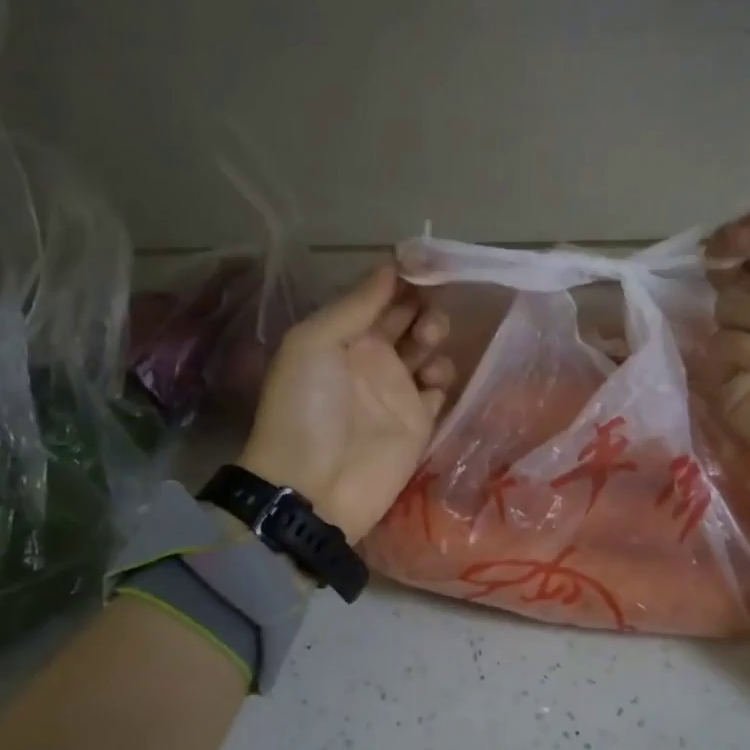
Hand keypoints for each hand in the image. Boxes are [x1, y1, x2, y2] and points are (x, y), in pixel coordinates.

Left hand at [237, 263, 454, 543]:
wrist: (314, 486)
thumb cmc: (306, 408)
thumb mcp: (314, 343)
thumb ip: (355, 305)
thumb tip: (390, 265)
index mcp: (342, 335)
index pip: (377, 295)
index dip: (400, 278)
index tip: (425, 263)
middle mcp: (371, 357)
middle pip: (407, 317)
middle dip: (421, 304)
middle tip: (426, 311)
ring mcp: (396, 389)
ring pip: (427, 348)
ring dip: (434, 336)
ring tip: (427, 344)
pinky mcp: (418, 421)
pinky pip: (439, 388)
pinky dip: (443, 377)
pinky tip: (432, 380)